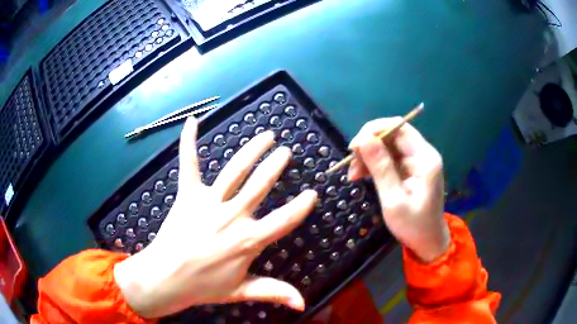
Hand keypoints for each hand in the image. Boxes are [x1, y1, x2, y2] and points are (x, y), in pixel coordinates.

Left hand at [114, 118, 316, 317]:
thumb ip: (272, 292)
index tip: (313, 193)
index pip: (282, 221)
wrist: (166, 277)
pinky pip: (188, 163)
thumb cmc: (203, 287)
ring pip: (234, 171)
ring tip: (266, 135)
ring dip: (251, 151)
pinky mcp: (187, 194)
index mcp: (246, 241)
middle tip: (286, 151)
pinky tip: (192, 120)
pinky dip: (188, 141)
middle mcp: (231, 217)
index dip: (300, 208)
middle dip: (275, 166)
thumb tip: (303, 304)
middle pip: (259, 186)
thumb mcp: (241, 291)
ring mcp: (207, 202)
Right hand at [347, 118, 448, 262]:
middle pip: (392, 134)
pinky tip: (361, 175)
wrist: (428, 241)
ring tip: (353, 175)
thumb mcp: (394, 200)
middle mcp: (423, 153)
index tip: (353, 148)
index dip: (374, 131)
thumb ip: (381, 168)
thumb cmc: (413, 225)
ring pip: (388, 145)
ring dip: (368, 156)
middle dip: (369, 145)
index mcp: (425, 158)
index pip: (399, 127)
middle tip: (351, 165)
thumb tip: (363, 139)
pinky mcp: (410, 169)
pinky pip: (389, 158)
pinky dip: (374, 164)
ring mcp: (417, 161)